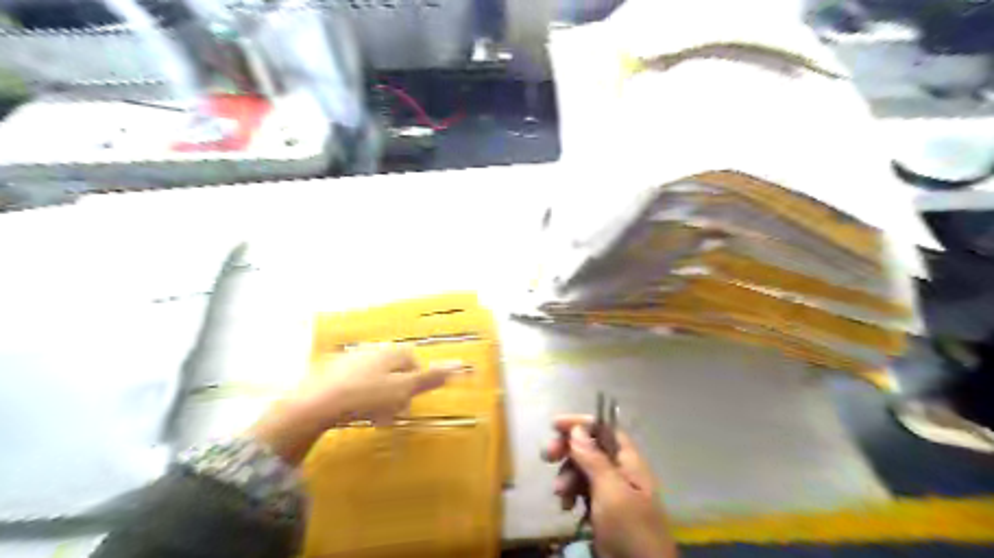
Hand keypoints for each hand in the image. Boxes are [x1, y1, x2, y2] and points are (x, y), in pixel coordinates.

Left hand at [250, 344, 462, 465]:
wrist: (315, 403)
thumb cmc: (366, 396)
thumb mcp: (403, 389)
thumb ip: (429, 378)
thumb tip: (458, 364)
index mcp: (392, 352)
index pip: (413, 361)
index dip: (416, 382)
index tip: (410, 401)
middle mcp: (372, 350)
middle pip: (394, 370)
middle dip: (397, 391)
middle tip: (392, 413)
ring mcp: (350, 359)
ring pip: (374, 377)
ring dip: (379, 397)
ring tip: (373, 417)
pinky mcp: (331, 371)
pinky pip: (354, 383)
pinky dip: (359, 396)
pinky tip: (352, 412)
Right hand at [540, 413, 680, 557]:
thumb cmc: (630, 530)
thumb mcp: (611, 492)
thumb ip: (594, 459)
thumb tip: (577, 428)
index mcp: (629, 463)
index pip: (605, 430)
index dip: (582, 423)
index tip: (555, 425)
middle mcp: (620, 472)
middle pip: (590, 448)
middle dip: (567, 450)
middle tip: (547, 456)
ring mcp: (611, 493)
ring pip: (582, 470)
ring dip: (566, 476)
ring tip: (560, 494)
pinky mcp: (602, 511)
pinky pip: (581, 492)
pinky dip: (570, 494)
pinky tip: (565, 507)